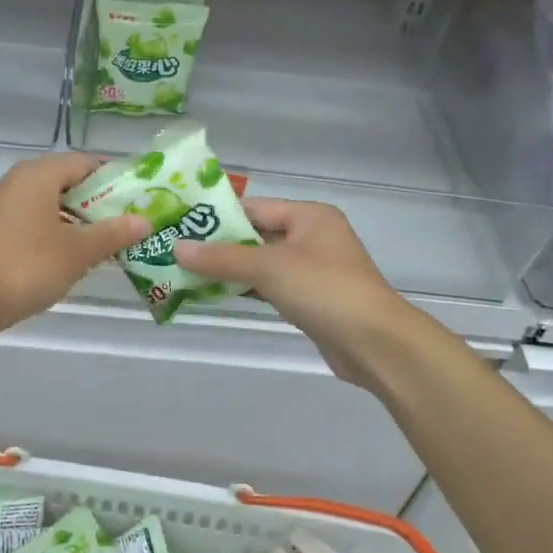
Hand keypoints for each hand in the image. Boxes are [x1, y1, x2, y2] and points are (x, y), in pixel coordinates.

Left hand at [0, 153, 150, 330]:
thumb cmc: (28, 265)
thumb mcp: (78, 251)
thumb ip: (113, 233)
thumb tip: (144, 221)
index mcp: (38, 175)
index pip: (85, 163)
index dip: (114, 177)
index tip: (140, 196)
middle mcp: (18, 182)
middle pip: (68, 182)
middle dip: (99, 202)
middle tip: (130, 221)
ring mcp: (3, 206)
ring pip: (51, 204)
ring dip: (80, 220)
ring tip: (110, 240)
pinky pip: (36, 221)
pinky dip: (58, 232)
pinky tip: (75, 255)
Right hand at [173, 199, 419, 387]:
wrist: (375, 344)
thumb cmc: (324, 291)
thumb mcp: (269, 268)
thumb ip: (222, 258)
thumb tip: (177, 247)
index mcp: (309, 215)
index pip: (253, 208)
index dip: (217, 217)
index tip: (180, 226)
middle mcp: (312, 236)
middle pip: (256, 235)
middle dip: (218, 246)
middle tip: (176, 252)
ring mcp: (312, 269)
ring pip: (261, 263)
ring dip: (229, 269)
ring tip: (185, 273)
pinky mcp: (310, 298)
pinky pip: (270, 285)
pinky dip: (245, 288)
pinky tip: (214, 293)